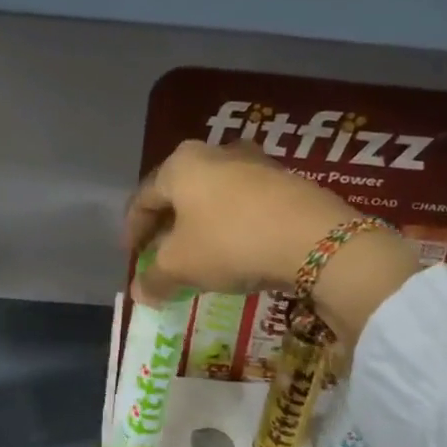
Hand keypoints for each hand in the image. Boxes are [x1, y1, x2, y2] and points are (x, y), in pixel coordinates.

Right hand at [123, 140, 354, 303]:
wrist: (315, 238)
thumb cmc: (230, 242)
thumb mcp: (181, 266)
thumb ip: (154, 278)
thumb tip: (140, 293)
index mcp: (181, 164)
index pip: (143, 198)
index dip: (132, 232)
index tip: (131, 259)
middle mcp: (214, 153)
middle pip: (179, 194)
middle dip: (167, 228)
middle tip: (161, 257)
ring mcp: (254, 162)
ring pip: (213, 197)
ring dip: (200, 226)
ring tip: (200, 256)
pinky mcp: (286, 180)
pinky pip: (244, 204)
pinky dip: (231, 225)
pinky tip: (236, 250)